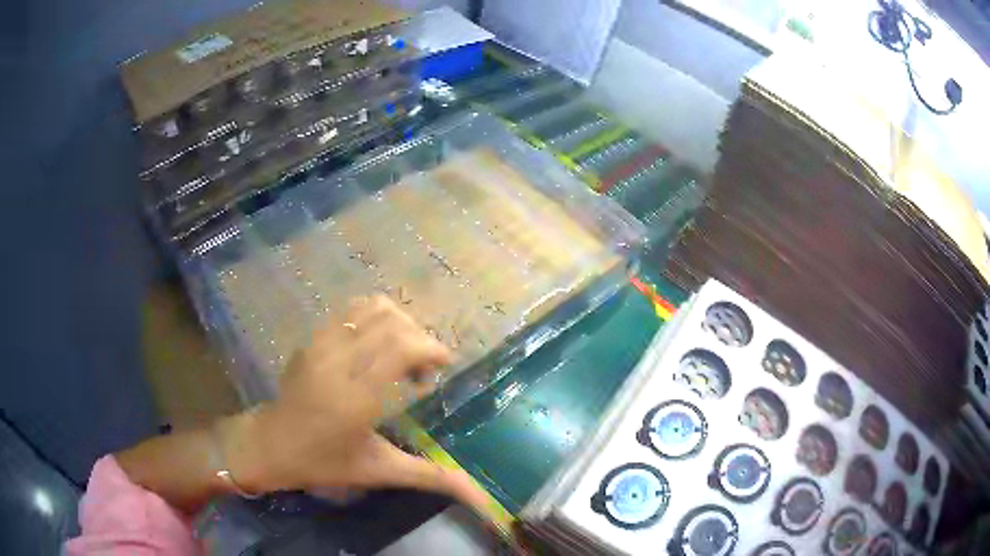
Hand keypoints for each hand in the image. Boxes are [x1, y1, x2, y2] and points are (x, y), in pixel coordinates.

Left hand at [225, 296, 488, 511]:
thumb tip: (483, 498)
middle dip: (420, 338)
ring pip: (372, 308)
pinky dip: (375, 318)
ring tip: (401, 353)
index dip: (431, 348)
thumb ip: (431, 477)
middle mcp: (338, 364)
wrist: (271, 444)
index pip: (401, 347)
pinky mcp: (312, 338)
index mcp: (357, 399)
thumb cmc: (325, 463)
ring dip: (399, 324)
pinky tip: (376, 345)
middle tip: (422, 369)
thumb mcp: (380, 471)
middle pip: (392, 323)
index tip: (444, 365)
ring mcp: (321, 345)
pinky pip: (351, 310)